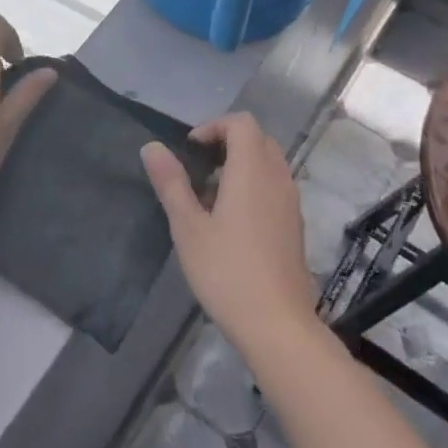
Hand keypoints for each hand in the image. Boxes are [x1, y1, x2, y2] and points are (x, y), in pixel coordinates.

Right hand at [141, 113, 317, 353]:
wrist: (277, 324)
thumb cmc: (226, 271)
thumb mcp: (188, 227)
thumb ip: (171, 183)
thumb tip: (152, 146)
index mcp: (252, 171)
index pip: (242, 123)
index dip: (214, 126)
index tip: (190, 149)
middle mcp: (277, 178)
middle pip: (258, 139)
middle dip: (227, 142)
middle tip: (198, 167)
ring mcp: (290, 203)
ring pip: (269, 163)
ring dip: (241, 165)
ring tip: (210, 196)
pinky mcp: (295, 225)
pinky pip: (274, 186)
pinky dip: (253, 186)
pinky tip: (231, 221)